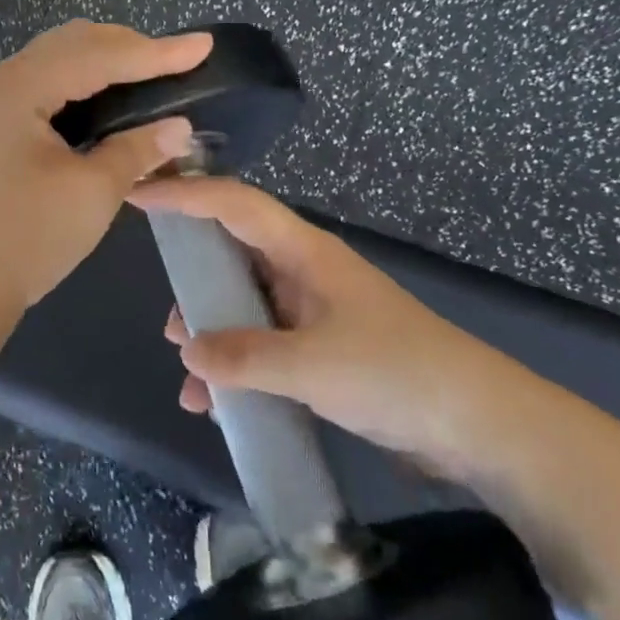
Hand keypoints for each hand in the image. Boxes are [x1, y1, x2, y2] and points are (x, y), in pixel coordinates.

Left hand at [0, 21, 212, 322]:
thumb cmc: (24, 241)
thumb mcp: (91, 193)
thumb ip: (137, 149)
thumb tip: (180, 127)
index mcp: (13, 90)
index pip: (95, 55)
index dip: (153, 51)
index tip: (201, 44)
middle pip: (69, 44)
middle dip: (126, 48)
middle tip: (175, 62)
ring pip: (51, 61)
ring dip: (100, 63)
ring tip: (147, 75)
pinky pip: (36, 85)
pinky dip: (75, 84)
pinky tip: (103, 100)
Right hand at [137, 177, 522, 478]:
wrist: (479, 426)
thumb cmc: (396, 373)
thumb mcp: (312, 366)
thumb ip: (244, 357)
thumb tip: (186, 349)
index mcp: (303, 252)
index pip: (234, 205)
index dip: (186, 195)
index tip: (139, 194)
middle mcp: (303, 272)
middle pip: (234, 254)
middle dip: (195, 279)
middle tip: (165, 312)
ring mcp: (313, 312)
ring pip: (246, 306)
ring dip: (214, 333)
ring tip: (186, 369)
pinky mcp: (322, 351)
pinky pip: (264, 346)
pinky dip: (238, 368)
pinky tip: (216, 405)